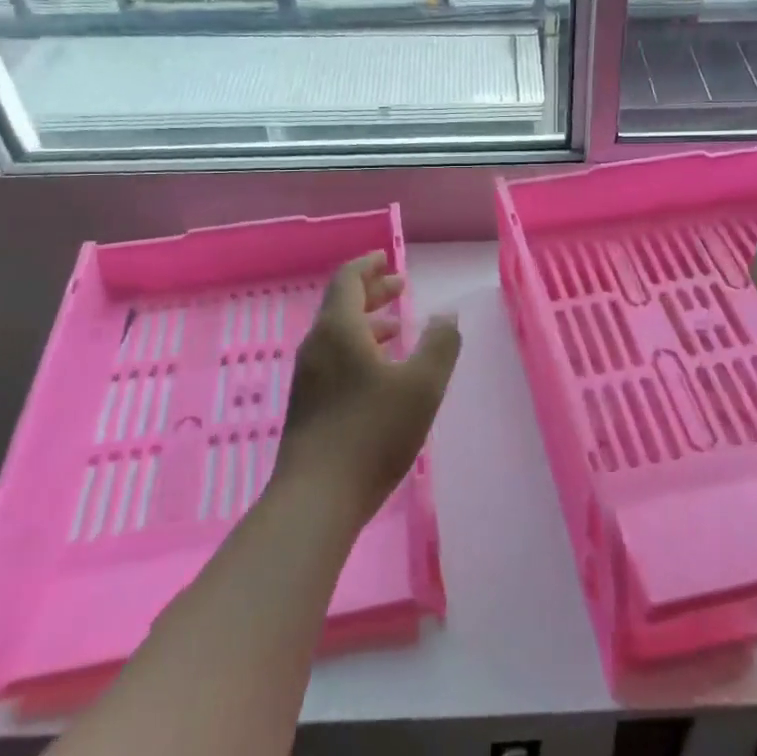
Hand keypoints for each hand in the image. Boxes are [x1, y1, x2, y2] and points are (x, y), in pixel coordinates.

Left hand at [274, 252, 461, 524]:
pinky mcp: (309, 404)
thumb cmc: (372, 433)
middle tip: (400, 286)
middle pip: (341, 305)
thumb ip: (440, 344)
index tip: (387, 258)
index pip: (348, 281)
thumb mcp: (422, 386)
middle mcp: (317, 346)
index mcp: (339, 330)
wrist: (317, 497)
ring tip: (399, 328)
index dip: (368, 266)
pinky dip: (360, 349)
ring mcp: (309, 377)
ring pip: (339, 335)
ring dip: (368, 323)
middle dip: (372, 292)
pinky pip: (335, 359)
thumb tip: (447, 315)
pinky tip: (381, 372)